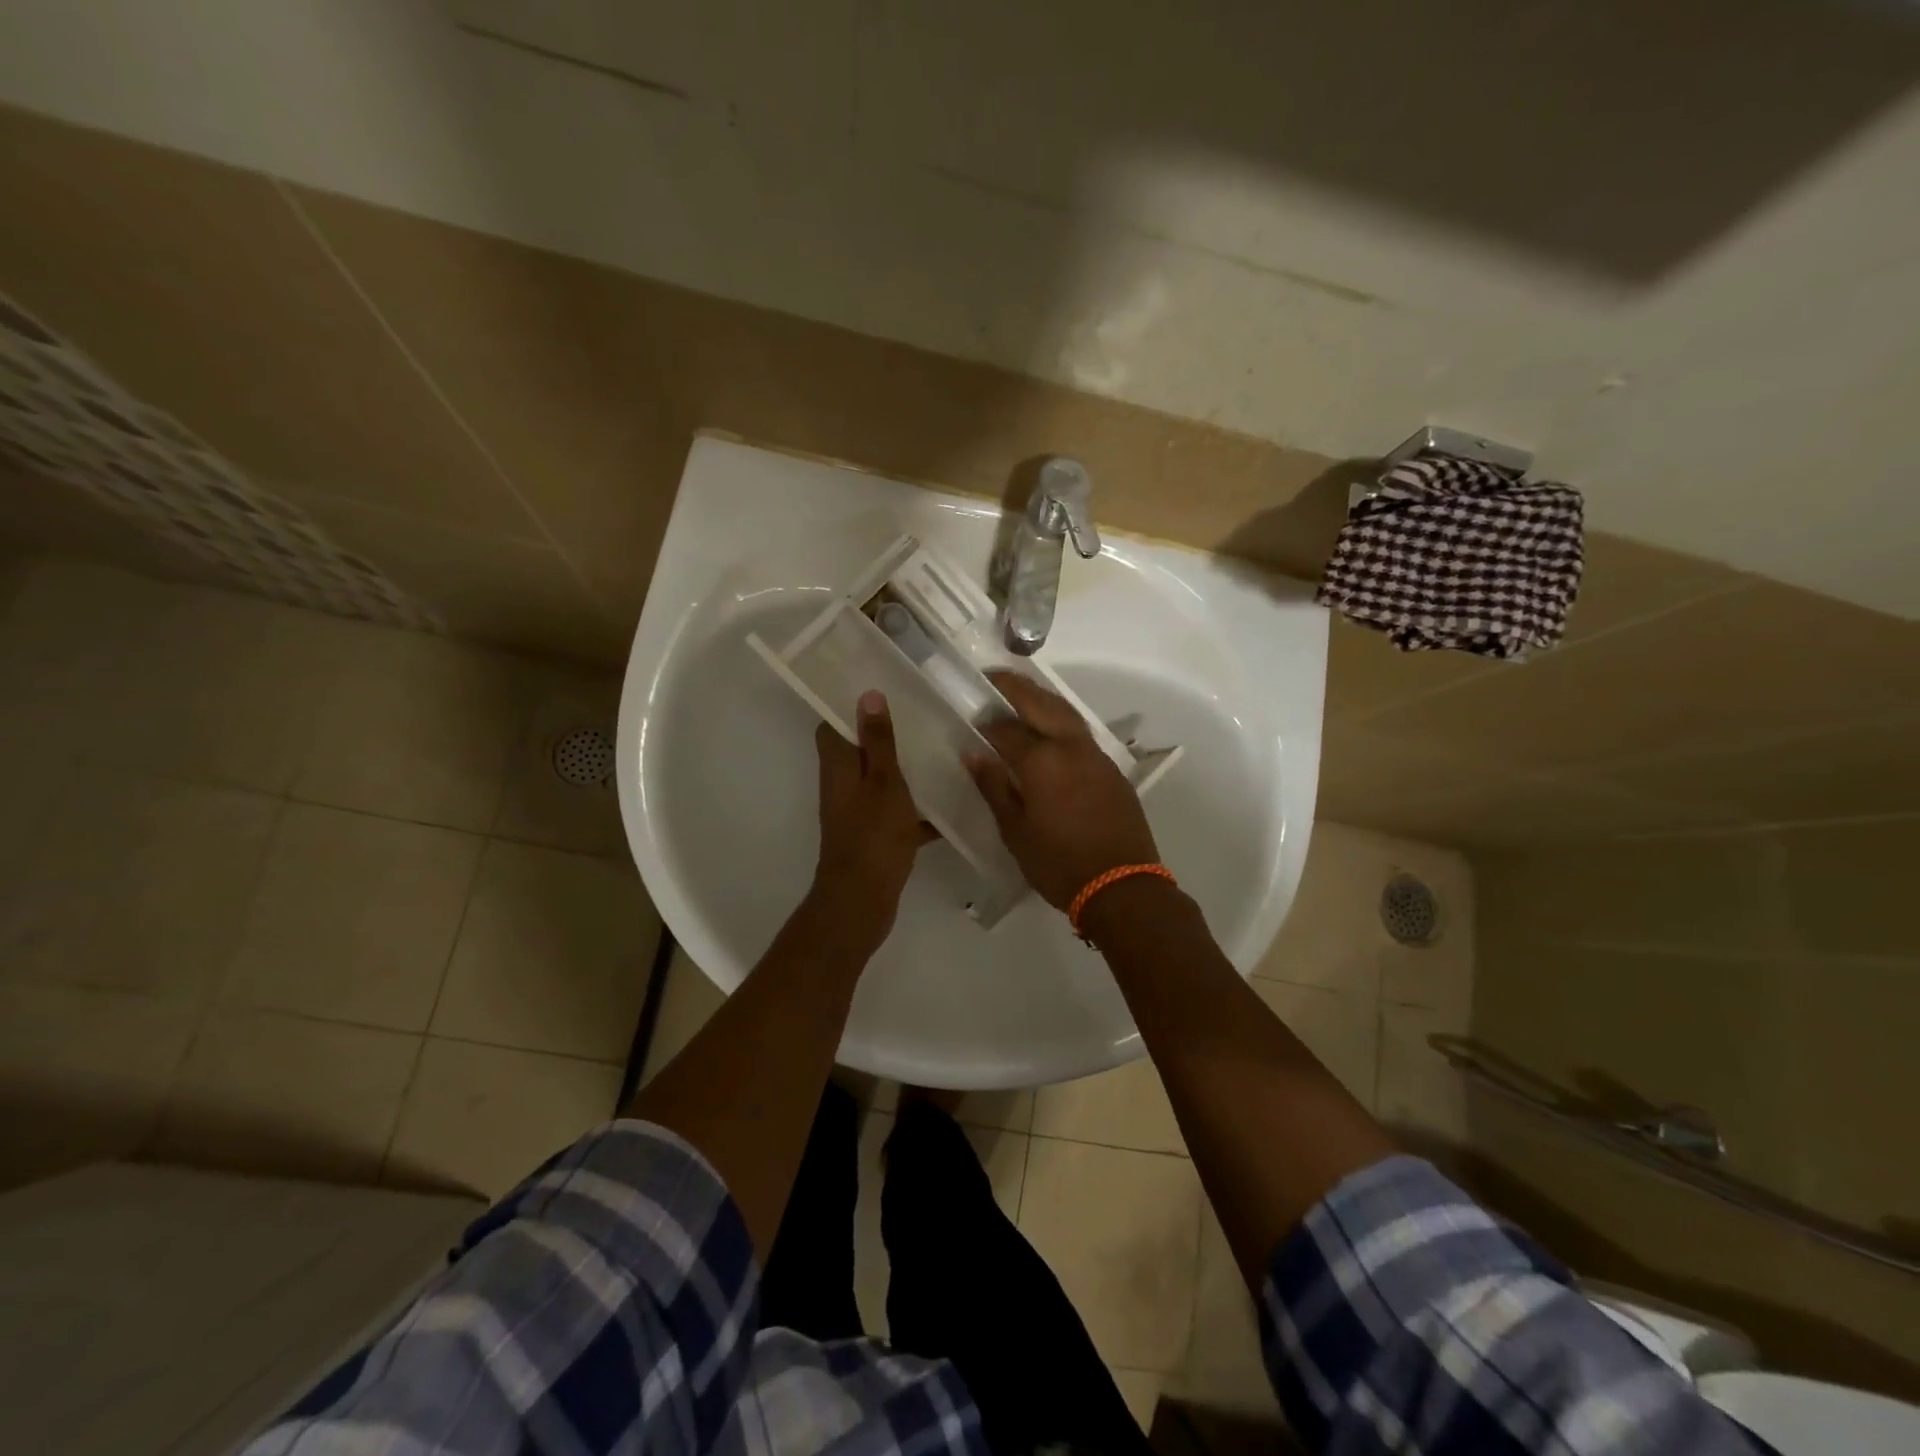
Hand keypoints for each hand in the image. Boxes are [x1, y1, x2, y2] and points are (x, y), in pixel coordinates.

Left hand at [811, 691, 931, 949]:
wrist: (862, 901)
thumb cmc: (873, 835)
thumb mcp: (883, 782)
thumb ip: (878, 741)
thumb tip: (867, 694)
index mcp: (838, 766)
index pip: (832, 724)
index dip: (850, 705)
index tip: (880, 687)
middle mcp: (844, 785)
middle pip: (860, 750)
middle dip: (887, 734)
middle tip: (923, 714)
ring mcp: (859, 812)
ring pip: (883, 781)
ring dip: (907, 769)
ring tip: (943, 749)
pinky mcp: (876, 835)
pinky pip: (899, 812)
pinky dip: (920, 808)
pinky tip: (953, 801)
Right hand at [965, 672, 1159, 911]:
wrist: (1122, 886)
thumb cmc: (1059, 864)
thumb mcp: (1015, 831)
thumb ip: (994, 787)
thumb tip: (973, 753)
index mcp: (1042, 761)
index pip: (1006, 729)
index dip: (987, 722)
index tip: (972, 718)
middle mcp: (1070, 747)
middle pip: (1041, 704)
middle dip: (1016, 687)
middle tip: (994, 678)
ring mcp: (1096, 756)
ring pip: (1066, 713)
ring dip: (1042, 699)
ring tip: (1021, 696)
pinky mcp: (1112, 770)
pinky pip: (1081, 733)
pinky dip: (1061, 720)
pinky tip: (1050, 731)